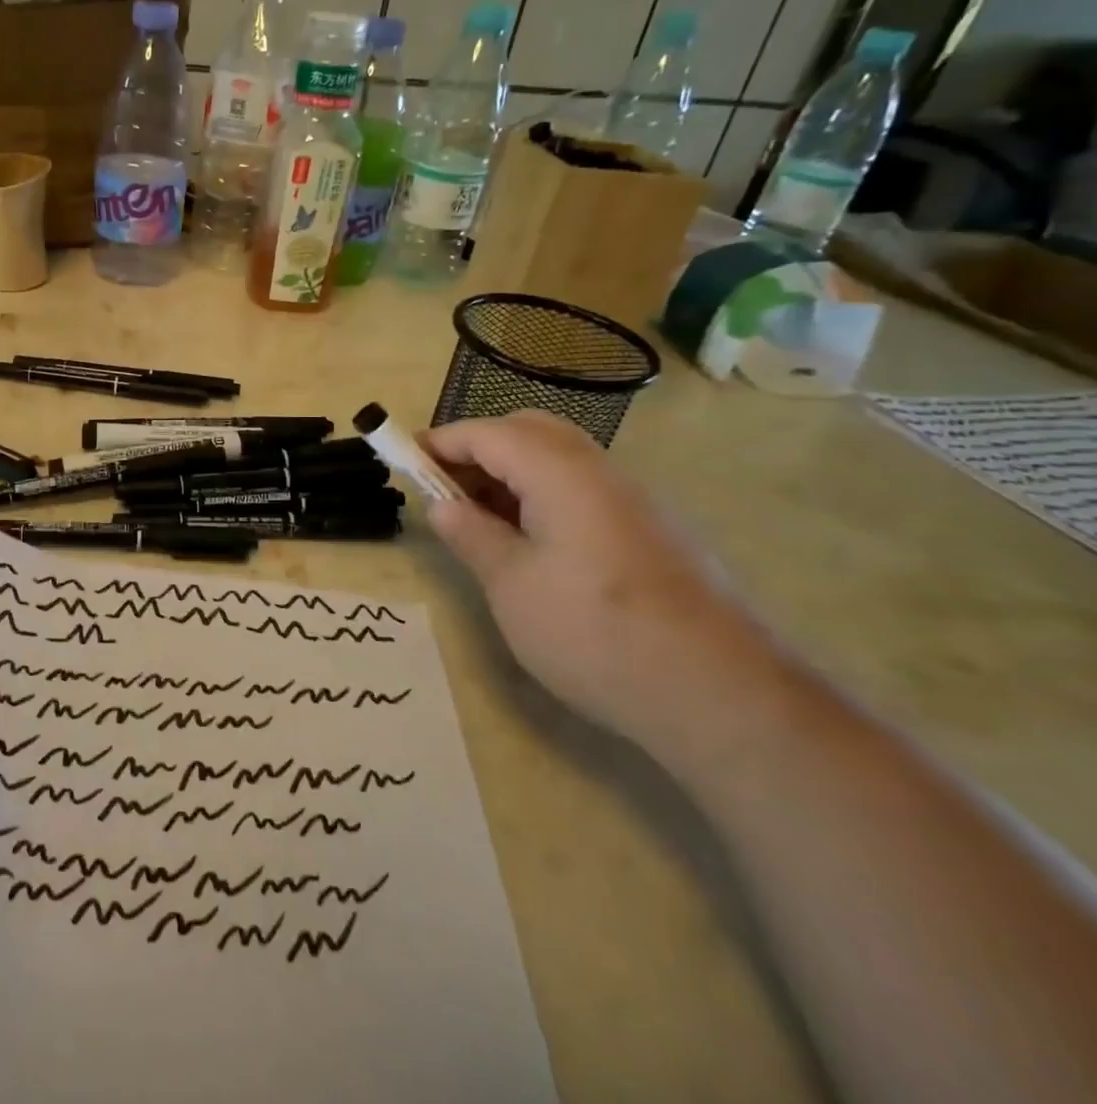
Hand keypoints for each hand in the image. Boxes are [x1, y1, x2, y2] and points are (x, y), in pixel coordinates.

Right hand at [423, 412, 779, 757]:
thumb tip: (442, 505)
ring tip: (480, 519)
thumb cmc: (596, 634)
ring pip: (561, 460)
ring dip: (512, 473)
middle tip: (445, 486)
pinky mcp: (654, 533)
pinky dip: (544, 496)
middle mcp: (602, 473)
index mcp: (562, 474)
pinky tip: (534, 544)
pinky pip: (585, 490)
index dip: (441, 441)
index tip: (405, 459)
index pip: (488, 433)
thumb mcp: (512, 586)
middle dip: (479, 448)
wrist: (724, 696)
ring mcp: (635, 502)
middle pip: (530, 431)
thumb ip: (472, 535)